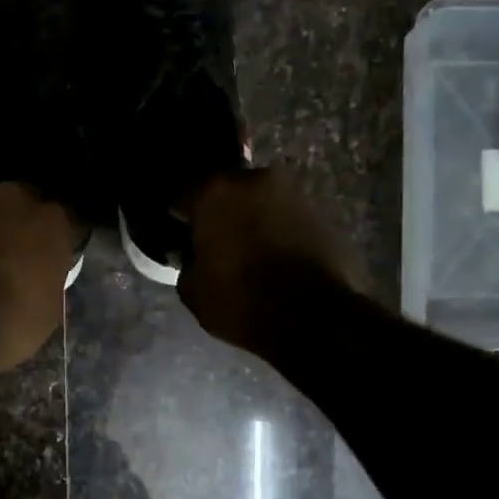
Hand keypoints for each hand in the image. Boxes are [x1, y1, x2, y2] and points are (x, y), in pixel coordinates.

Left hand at [0, 183, 78, 374]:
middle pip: (17, 202)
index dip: (50, 240)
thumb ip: (49, 275)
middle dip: (14, 222)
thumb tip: (41, 272)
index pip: (59, 220)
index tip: (45, 259)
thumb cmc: (8, 324)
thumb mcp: (50, 309)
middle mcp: (9, 198)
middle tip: (7, 253)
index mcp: (49, 220)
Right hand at [179, 168, 361, 353]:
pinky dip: (276, 232)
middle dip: (218, 212)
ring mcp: (294, 194)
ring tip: (246, 252)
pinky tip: (272, 258)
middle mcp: (256, 180)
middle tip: (213, 241)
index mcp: (216, 191)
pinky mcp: (322, 214)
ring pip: (258, 202)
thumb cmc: (242, 300)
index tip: (178, 234)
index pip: (182, 194)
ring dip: (250, 220)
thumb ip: (188, 260)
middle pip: (226, 191)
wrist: (317, 319)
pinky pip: (285, 218)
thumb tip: (195, 253)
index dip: (177, 216)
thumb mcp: (192, 289)